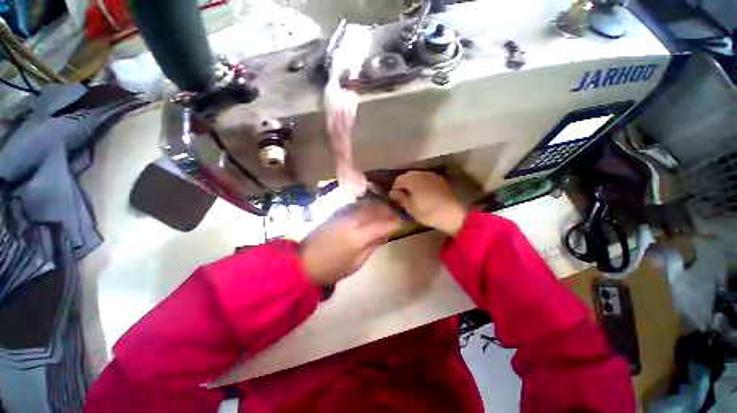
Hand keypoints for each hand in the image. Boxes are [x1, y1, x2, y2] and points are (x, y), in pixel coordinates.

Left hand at [299, 202, 399, 286]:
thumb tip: (386, 233)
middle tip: (393, 216)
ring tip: (383, 212)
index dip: (394, 222)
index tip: (400, 222)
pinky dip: (365, 206)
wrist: (305, 262)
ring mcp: (342, 215)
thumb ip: (373, 245)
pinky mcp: (335, 213)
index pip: (383, 224)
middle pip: (375, 209)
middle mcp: (352, 221)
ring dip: (377, 207)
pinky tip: (368, 212)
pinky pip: (355, 205)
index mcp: (359, 237)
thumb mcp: (357, 263)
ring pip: (366, 204)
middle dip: (387, 211)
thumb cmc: (333, 268)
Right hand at [389, 171, 467, 236]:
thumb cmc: (428, 211)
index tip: (395, 200)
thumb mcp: (410, 207)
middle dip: (404, 186)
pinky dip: (422, 185)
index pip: (398, 180)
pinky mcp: (440, 180)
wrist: (453, 214)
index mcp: (412, 179)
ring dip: (413, 185)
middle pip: (408, 177)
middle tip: (404, 199)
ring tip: (414, 197)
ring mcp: (432, 175)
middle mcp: (421, 173)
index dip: (395, 190)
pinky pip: (426, 180)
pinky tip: (424, 195)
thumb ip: (400, 198)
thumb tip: (392, 192)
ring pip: (417, 177)